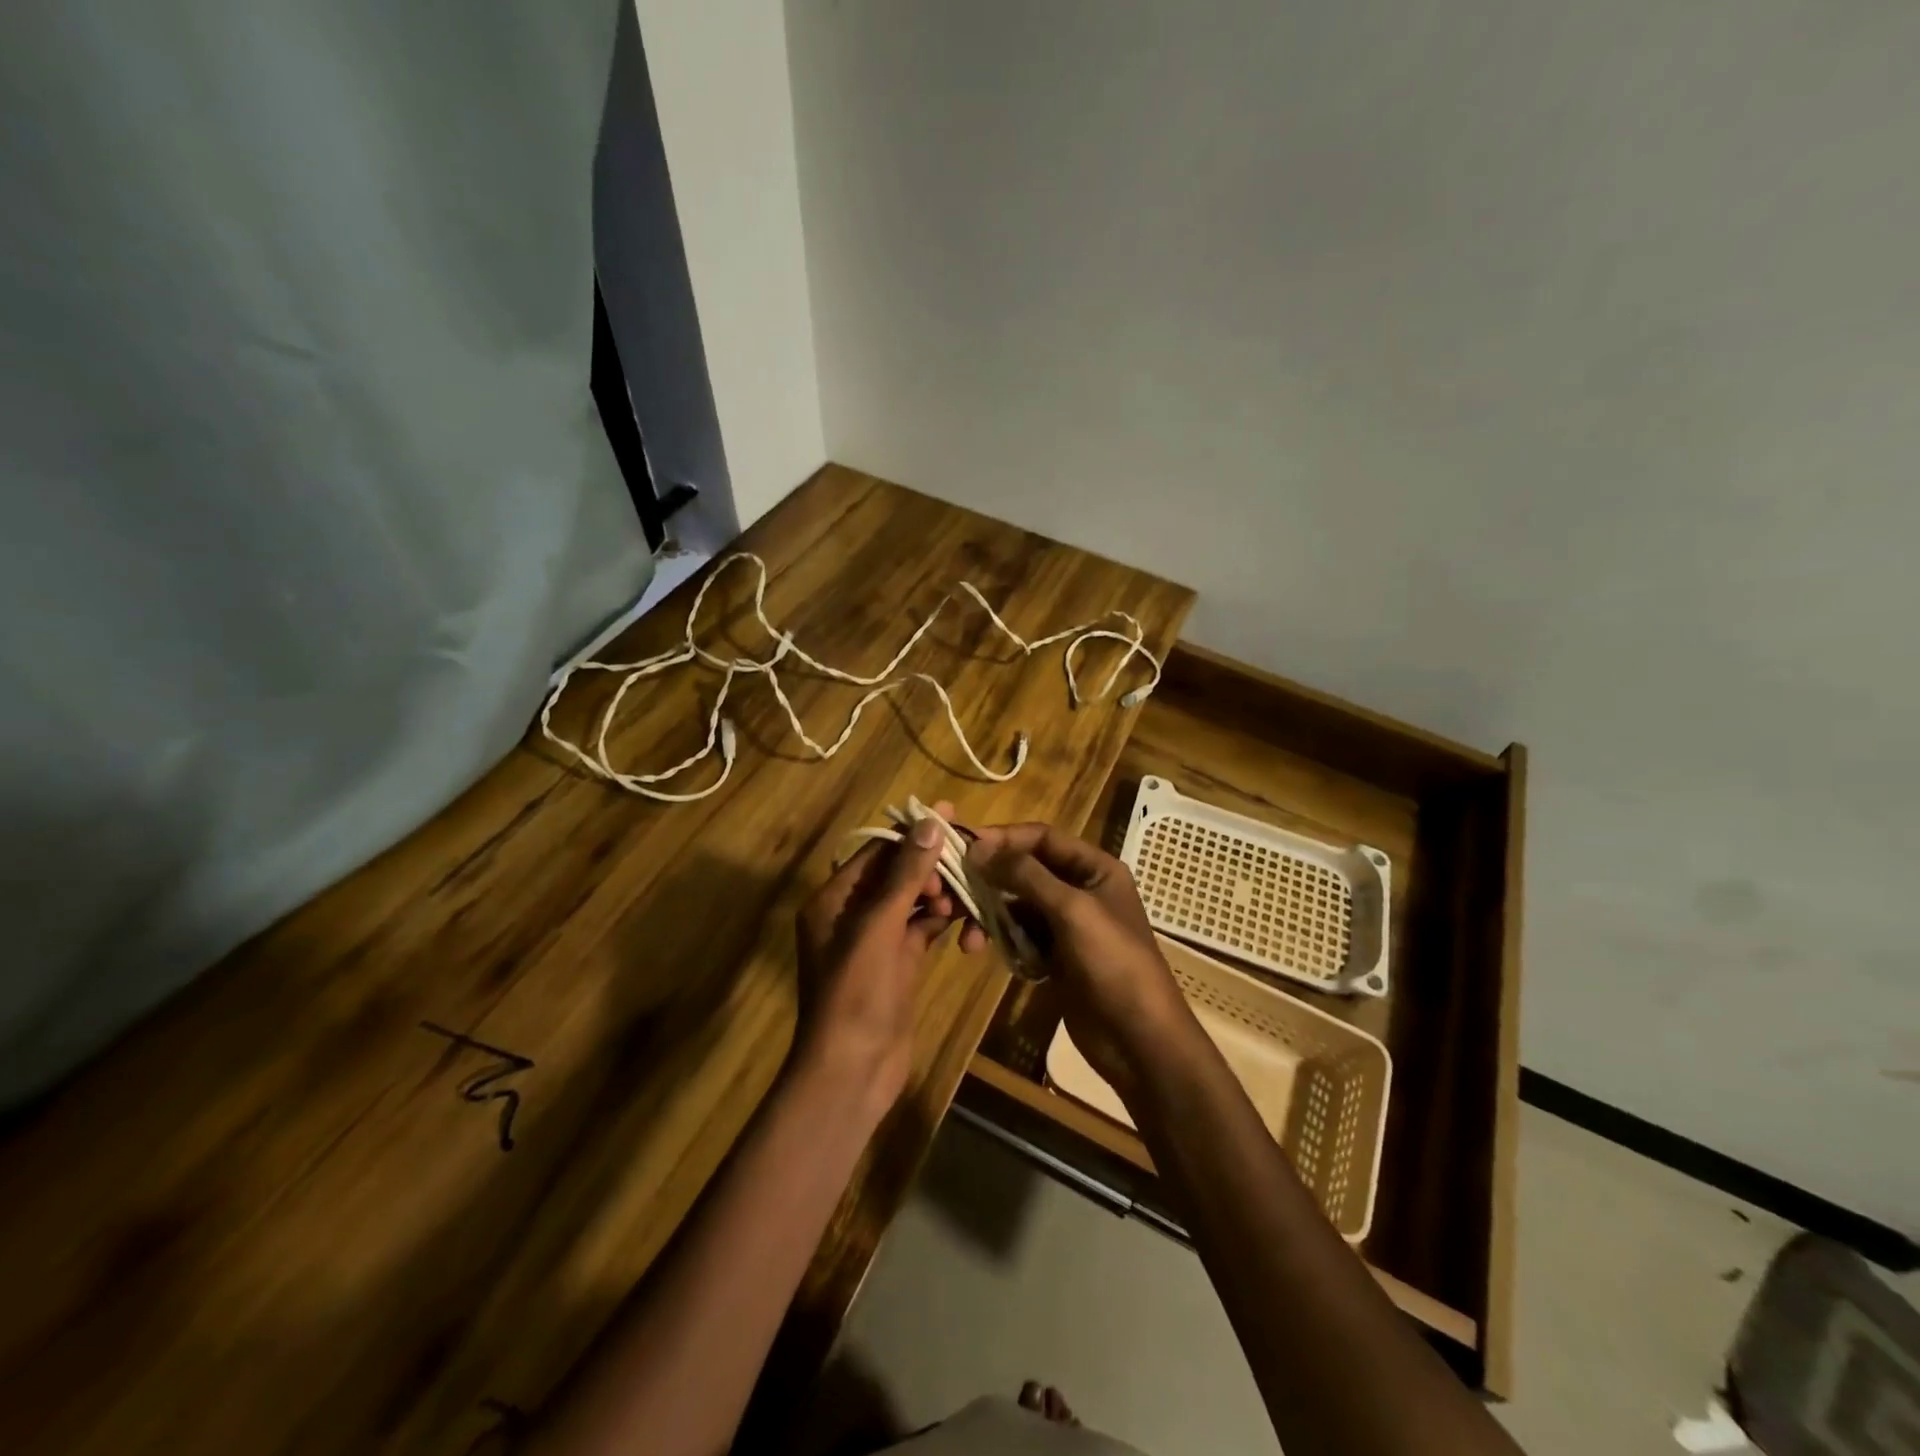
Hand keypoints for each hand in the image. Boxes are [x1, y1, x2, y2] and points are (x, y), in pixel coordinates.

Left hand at [794, 800, 982, 1111]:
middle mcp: (851, 914)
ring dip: (939, 893)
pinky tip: (966, 918)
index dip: (913, 834)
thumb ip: (905, 875)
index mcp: (834, 900)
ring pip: (912, 901)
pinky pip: (922, 928)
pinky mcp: (898, 963)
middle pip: (896, 874)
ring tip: (966, 893)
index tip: (952, 815)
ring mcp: (876, 941)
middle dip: (930, 866)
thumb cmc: (856, 993)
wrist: (852, 1071)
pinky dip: (942, 921)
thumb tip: (931, 822)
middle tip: (964, 864)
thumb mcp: (879, 928)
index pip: (876, 852)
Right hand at [965, 823, 1195, 1098]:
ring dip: (991, 916)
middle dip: (991, 881)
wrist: (1139, 1039)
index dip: (1004, 838)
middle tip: (953, 892)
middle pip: (1026, 871)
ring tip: (968, 939)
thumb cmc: (1113, 963)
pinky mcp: (1057, 956)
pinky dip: (1002, 940)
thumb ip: (1025, 875)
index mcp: (1095, 869)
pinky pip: (1021, 935)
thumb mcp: (1071, 910)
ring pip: (1019, 906)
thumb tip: (979, 846)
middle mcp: (1081, 889)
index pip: (1043, 838)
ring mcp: (1068, 925)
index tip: (966, 847)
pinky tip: (983, 952)